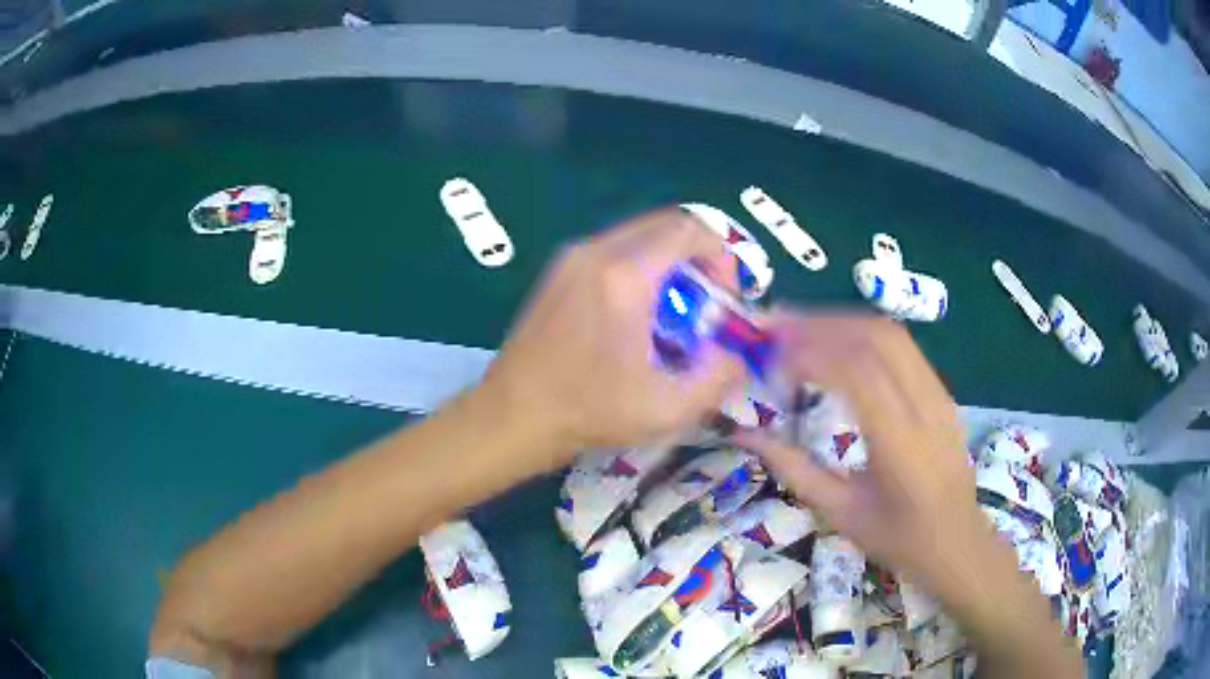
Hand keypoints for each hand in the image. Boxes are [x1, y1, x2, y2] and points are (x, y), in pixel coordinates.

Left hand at [477, 208, 745, 467]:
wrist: (511, 415)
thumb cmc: (586, 412)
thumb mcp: (666, 408)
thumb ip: (718, 378)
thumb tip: (739, 358)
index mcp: (625, 276)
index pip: (689, 229)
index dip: (722, 255)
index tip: (725, 296)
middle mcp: (596, 252)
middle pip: (666, 225)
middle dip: (699, 258)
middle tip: (706, 303)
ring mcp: (571, 257)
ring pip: (638, 235)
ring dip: (669, 263)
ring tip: (673, 313)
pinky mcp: (557, 270)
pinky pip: (613, 250)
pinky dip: (640, 268)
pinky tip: (635, 315)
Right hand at [733, 315, 981, 580]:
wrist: (958, 542)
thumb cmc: (899, 540)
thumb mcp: (841, 514)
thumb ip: (794, 470)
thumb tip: (746, 435)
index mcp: (901, 444)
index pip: (858, 373)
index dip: (810, 351)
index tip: (768, 353)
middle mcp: (925, 406)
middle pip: (876, 338)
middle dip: (821, 324)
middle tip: (775, 328)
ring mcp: (938, 393)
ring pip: (891, 334)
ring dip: (841, 322)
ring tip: (798, 329)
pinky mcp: (940, 390)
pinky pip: (901, 346)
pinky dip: (861, 333)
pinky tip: (836, 344)